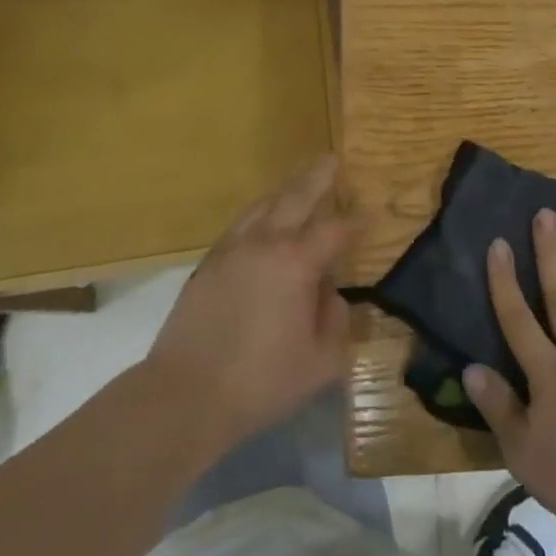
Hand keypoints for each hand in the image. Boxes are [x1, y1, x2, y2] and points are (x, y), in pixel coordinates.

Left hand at [143, 155, 352, 454]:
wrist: (185, 395)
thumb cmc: (260, 381)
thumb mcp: (320, 362)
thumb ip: (336, 322)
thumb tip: (330, 295)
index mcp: (296, 262)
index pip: (335, 231)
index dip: (356, 223)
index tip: (370, 215)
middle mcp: (265, 242)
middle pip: (296, 197)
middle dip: (318, 178)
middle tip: (331, 160)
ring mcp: (232, 248)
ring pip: (264, 204)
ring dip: (285, 190)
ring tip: (299, 182)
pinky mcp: (209, 262)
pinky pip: (241, 223)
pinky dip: (260, 212)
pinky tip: (263, 220)